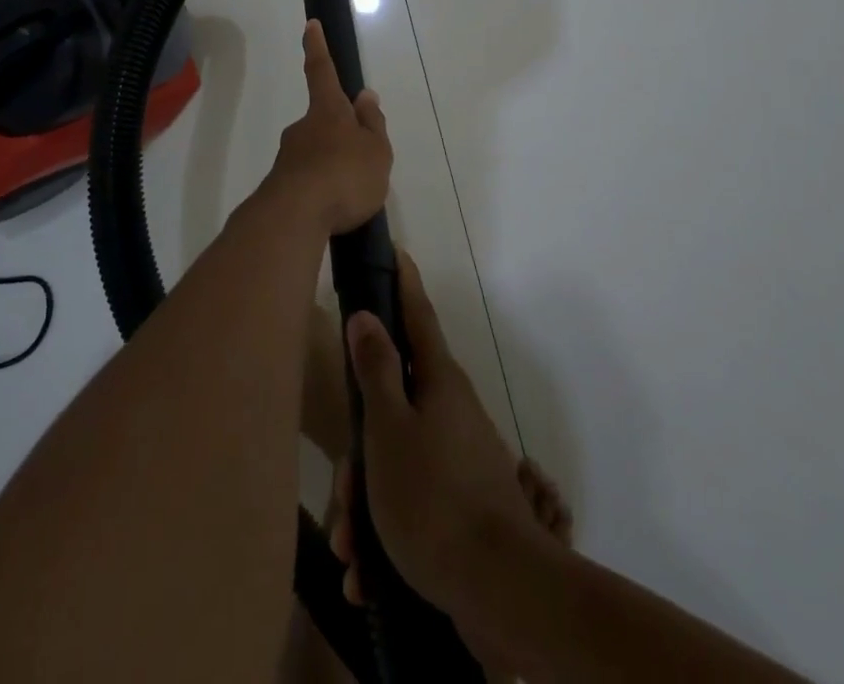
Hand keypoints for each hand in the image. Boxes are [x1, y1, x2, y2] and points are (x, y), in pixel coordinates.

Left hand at [258, 20, 391, 235]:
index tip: (310, 24)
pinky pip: (309, 179)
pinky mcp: (282, 184)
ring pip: (316, 152)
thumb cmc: (345, 176)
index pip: (322, 71)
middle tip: (361, 161)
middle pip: (323, 120)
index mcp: (328, 111)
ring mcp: (289, 156)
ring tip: (354, 194)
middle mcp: (304, 127)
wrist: (295, 216)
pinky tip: (335, 209)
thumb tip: (365, 95)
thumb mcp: (376, 150)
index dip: (318, 47)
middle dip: (340, 133)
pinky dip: (323, 188)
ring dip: (333, 165)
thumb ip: (372, 124)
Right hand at [329, 250, 542, 622]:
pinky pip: (412, 501)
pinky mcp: (461, 502)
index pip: (417, 315)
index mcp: (438, 381)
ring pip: (397, 460)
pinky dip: (387, 531)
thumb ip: (376, 369)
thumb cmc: (433, 496)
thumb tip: (367, 315)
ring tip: (352, 550)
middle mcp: (452, 410)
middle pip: (394, 404)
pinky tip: (370, 575)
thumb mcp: (389, 428)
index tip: (396, 251)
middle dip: (360, 449)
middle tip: (342, 495)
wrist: (501, 592)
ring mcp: (459, 456)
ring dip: (367, 503)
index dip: (404, 283)